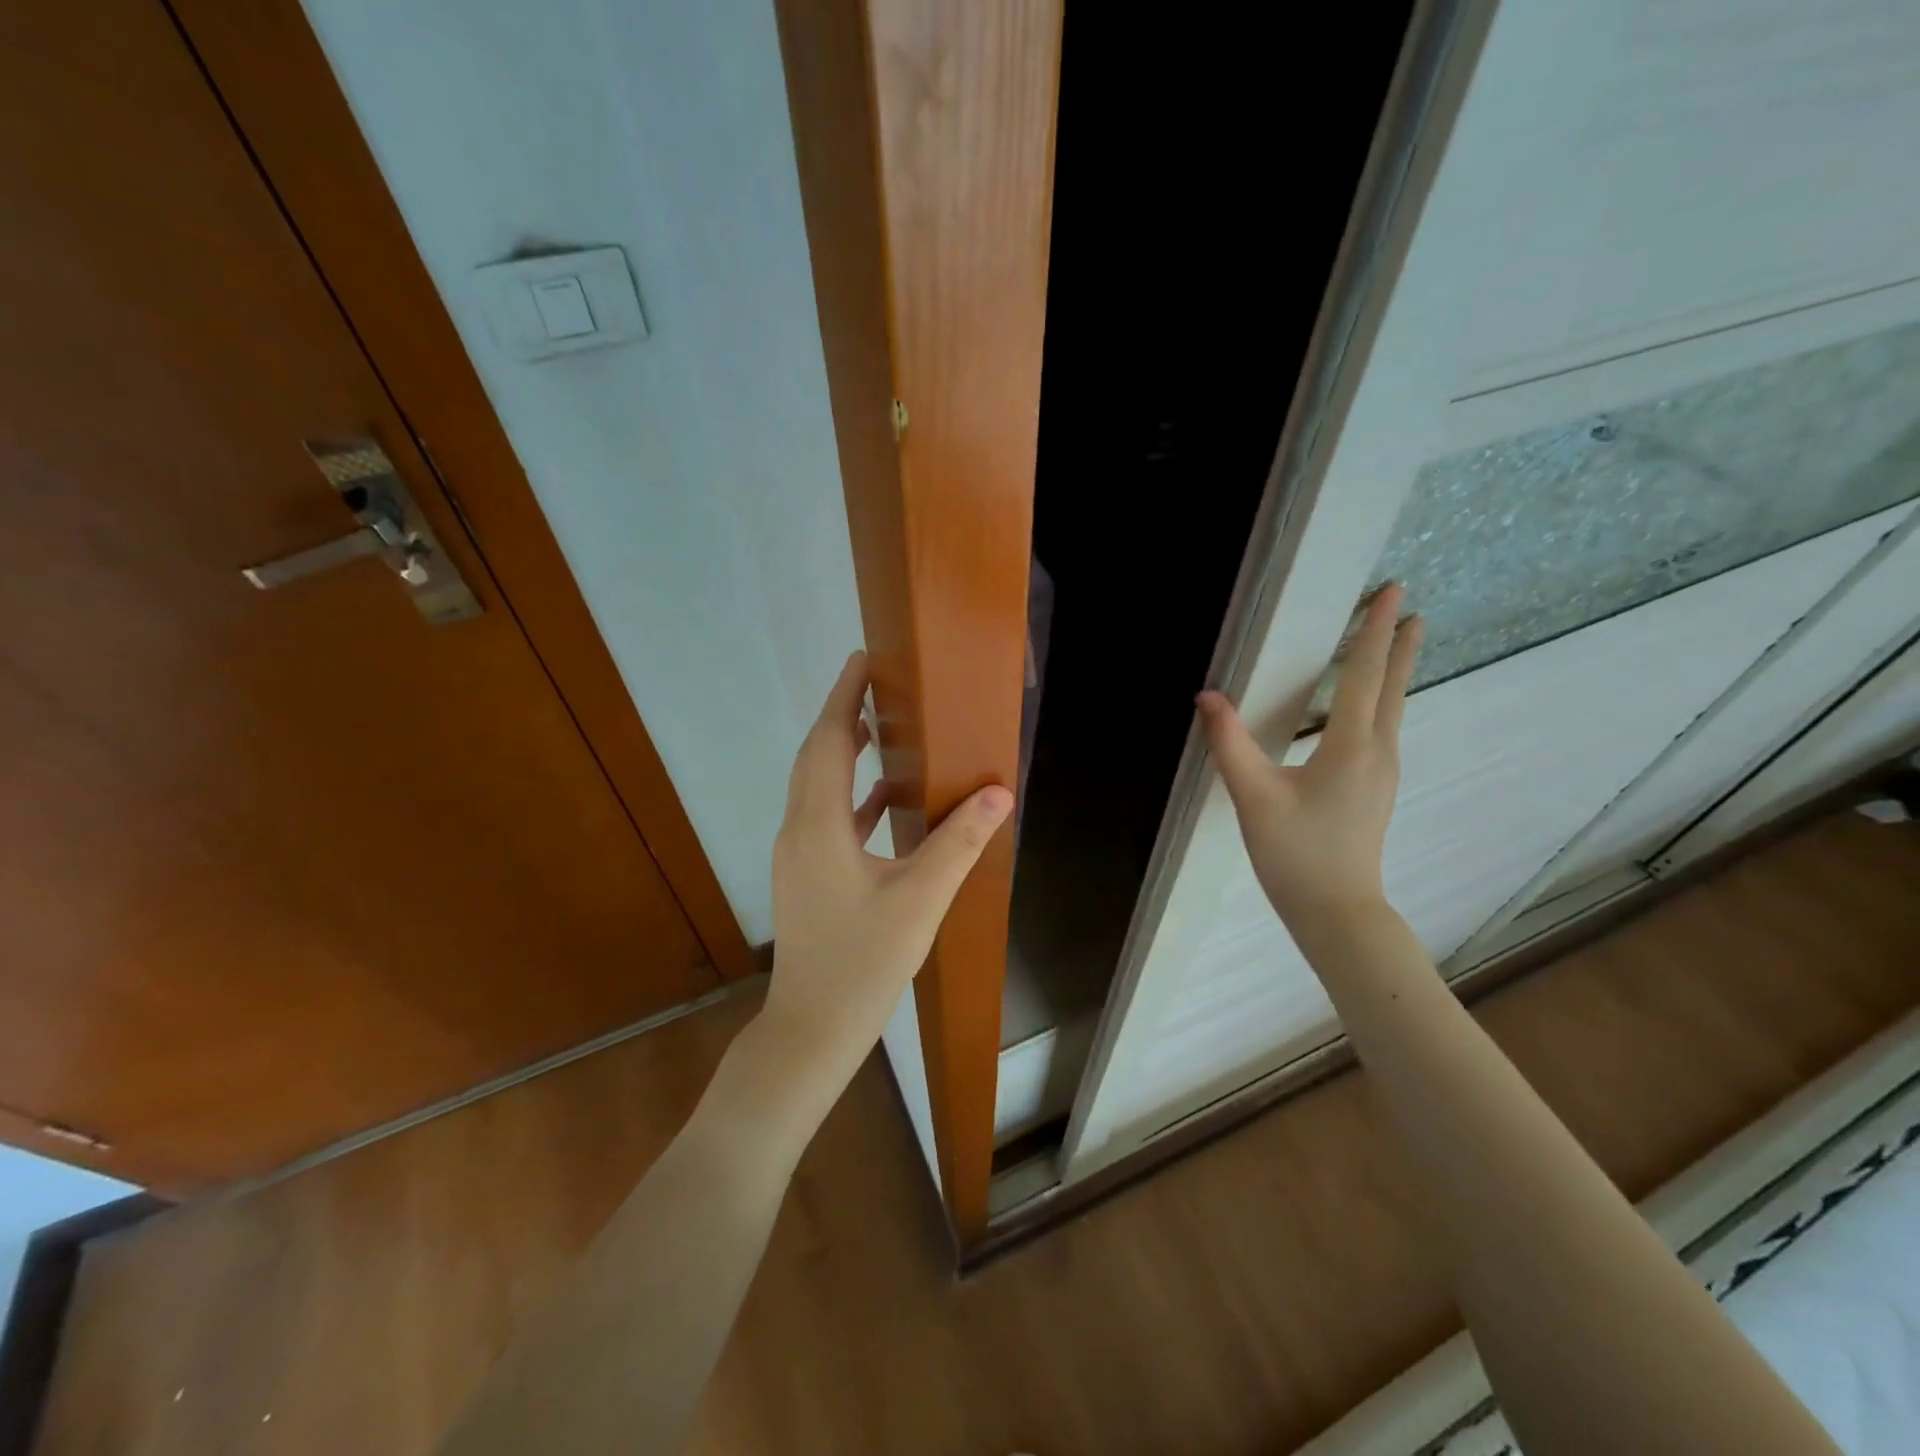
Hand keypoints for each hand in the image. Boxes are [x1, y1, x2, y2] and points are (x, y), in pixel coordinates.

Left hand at [762, 651, 1013, 1089]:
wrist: (811, 1028)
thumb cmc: (863, 963)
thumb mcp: (919, 900)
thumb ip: (959, 843)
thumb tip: (997, 793)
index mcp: (819, 826)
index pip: (827, 742)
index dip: (843, 698)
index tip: (862, 659)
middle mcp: (799, 830)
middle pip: (816, 756)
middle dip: (842, 715)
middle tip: (876, 683)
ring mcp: (798, 854)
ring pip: (818, 785)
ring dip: (844, 753)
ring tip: (881, 727)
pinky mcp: (806, 875)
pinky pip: (827, 817)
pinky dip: (853, 796)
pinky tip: (886, 799)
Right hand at [1196, 584, 1421, 930]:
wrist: (1337, 912)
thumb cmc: (1296, 854)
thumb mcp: (1253, 797)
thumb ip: (1229, 743)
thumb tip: (1207, 697)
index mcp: (1352, 747)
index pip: (1365, 676)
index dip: (1375, 631)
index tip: (1394, 592)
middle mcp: (1377, 753)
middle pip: (1391, 688)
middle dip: (1398, 647)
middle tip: (1409, 609)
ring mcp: (1382, 773)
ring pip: (1391, 710)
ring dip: (1391, 674)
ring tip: (1392, 647)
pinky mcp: (1374, 790)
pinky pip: (1382, 730)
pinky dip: (1380, 702)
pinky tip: (1366, 709)